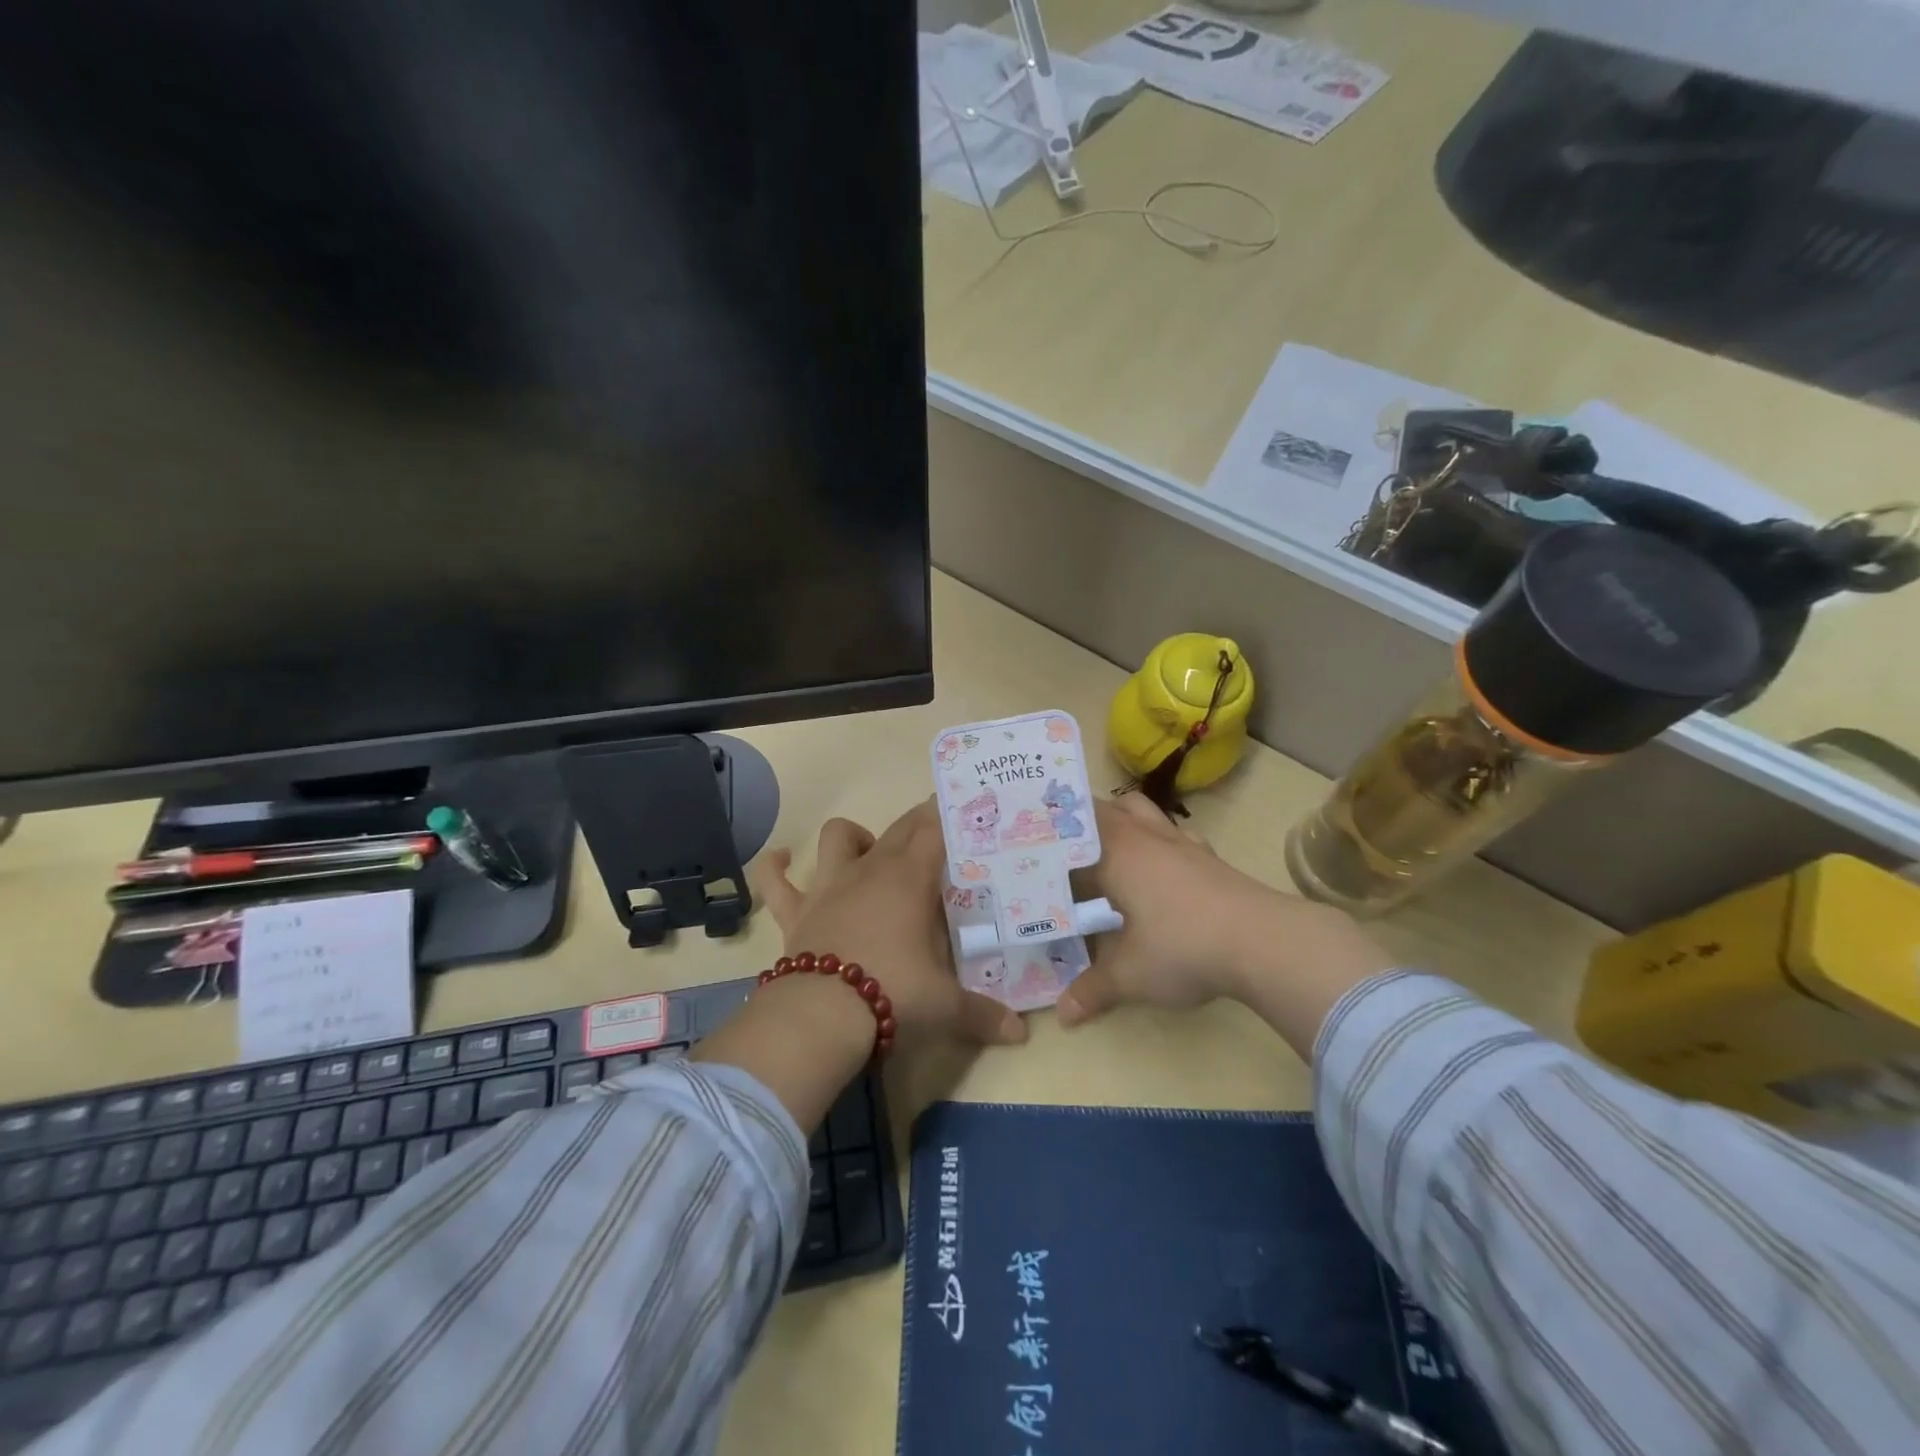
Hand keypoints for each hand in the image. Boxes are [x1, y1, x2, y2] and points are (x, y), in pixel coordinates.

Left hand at [755, 801, 1027, 1048]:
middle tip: (933, 826)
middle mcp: (870, 871)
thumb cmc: (895, 993)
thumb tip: (1022, 1033)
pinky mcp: (796, 911)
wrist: (823, 1014)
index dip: (946, 814)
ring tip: (865, 849)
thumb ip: (984, 1014)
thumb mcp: (946, 1006)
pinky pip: (775, 881)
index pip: (934, 831)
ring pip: (838, 838)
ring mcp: (829, 887)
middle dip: (917, 821)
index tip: (957, 805)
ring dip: (853, 837)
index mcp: (910, 880)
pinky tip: (779, 859)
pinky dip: (774, 868)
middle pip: (897, 829)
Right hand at [1057, 794, 1393, 1052]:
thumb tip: (1063, 1014)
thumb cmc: (1182, 948)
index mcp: (1114, 853)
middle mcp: (1142, 836)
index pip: (1070, 831)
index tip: (1027, 846)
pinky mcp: (1207, 855)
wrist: (1263, 941)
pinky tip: (1156, 867)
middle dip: (1078, 824)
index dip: (1047, 837)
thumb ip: (1092, 990)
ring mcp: (1178, 841)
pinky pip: (1172, 832)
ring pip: (1139, 810)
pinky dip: (1156, 839)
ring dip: (1119, 820)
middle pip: (1102, 809)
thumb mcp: (1130, 976)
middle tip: (1058, 850)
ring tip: (1104, 849)